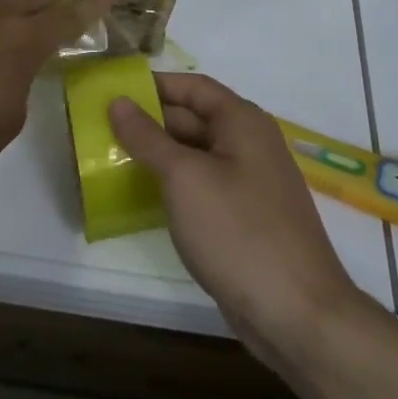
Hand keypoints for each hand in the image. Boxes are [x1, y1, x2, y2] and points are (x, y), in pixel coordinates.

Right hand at [109, 73, 362, 358]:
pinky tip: (142, 197)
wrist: (297, 313)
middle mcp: (250, 144)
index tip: (111, 93)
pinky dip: (173, 186)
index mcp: (242, 122)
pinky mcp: (245, 219)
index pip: (192, 87)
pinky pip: (203, 187)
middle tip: (100, 129)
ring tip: (110, 160)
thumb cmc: (238, 232)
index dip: (153, 86)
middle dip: (149, 122)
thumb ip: (148, 137)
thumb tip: (118, 101)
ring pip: (196, 156)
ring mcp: (250, 184)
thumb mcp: (184, 178)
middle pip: (193, 119)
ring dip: (157, 156)